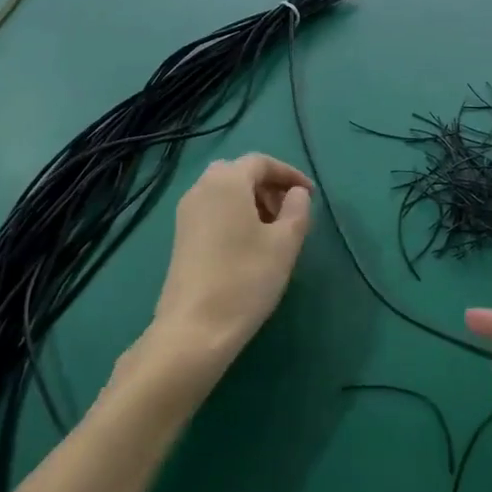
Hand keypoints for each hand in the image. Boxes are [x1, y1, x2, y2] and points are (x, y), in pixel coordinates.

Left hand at [152, 154, 311, 368]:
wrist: (194, 329)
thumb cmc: (245, 279)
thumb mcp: (285, 243)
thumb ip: (297, 209)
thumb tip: (297, 193)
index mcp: (226, 181)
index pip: (261, 162)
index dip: (289, 174)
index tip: (310, 195)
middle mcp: (201, 188)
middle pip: (240, 173)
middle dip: (268, 186)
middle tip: (290, 212)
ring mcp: (186, 213)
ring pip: (225, 192)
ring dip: (252, 201)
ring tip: (274, 232)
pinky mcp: (181, 236)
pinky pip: (213, 210)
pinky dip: (235, 215)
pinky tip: (249, 246)